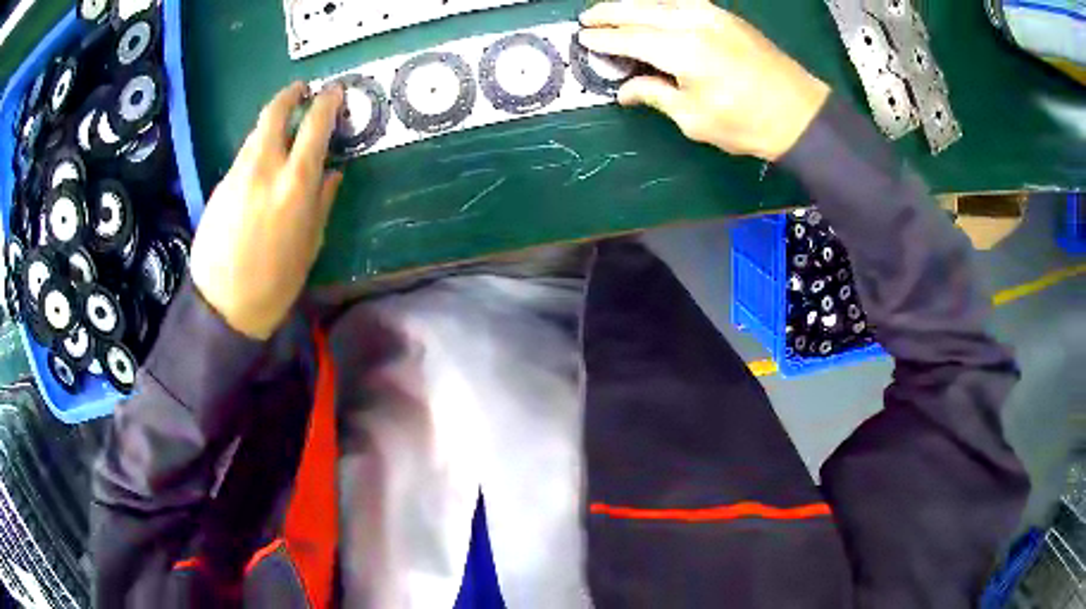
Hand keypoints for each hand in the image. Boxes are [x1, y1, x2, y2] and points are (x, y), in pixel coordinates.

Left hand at [190, 82, 344, 339]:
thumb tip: (332, 172)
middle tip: (301, 90)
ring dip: (272, 122)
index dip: (327, 103)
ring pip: (256, 132)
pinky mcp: (219, 186)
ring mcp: (237, 175)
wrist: (224, 306)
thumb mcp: (311, 243)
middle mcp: (264, 169)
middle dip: (290, 95)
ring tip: (283, 127)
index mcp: (295, 185)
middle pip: (275, 113)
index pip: (315, 126)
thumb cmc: (276, 282)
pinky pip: (243, 156)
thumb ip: (323, 201)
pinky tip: (261, 164)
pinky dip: (256, 149)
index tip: (334, 91)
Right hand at [579, 0, 830, 160]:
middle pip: (641, 10)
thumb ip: (655, 95)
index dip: (604, 39)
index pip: (630, 38)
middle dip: (610, 12)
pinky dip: (660, 4)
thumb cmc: (746, 124)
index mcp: (682, 50)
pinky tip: (652, 10)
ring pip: (662, 1)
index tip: (583, 39)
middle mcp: (694, 23)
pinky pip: (683, 3)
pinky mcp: (727, 17)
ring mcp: (713, 15)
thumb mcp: (694, 118)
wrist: (800, 114)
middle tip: (587, 18)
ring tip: (612, 11)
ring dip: (633, 4)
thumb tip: (626, 89)